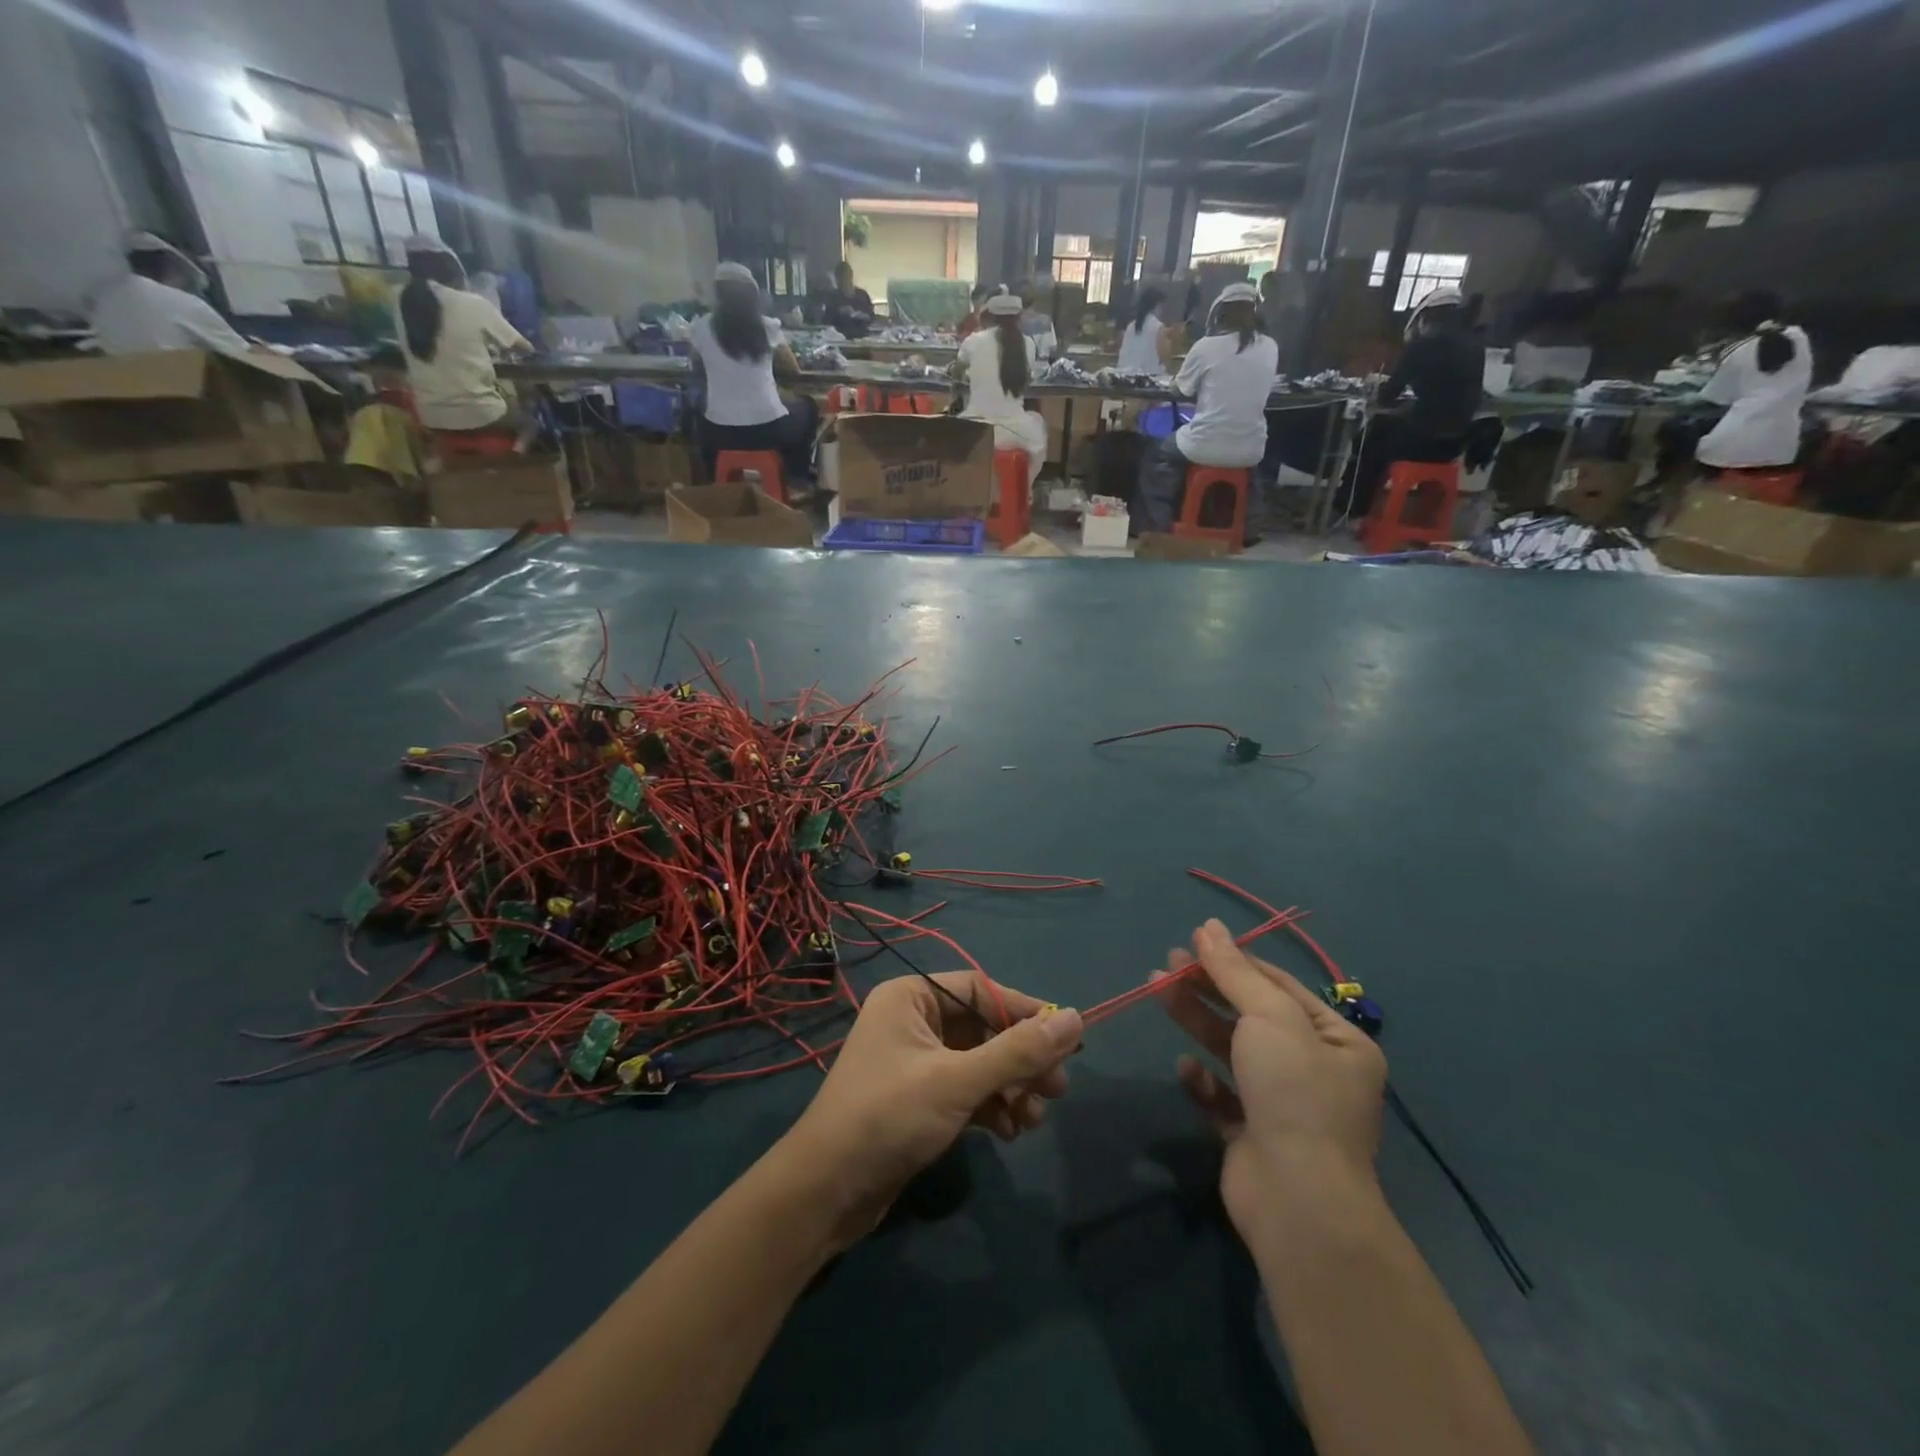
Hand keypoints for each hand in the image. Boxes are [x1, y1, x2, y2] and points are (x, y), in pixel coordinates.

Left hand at [783, 973, 1081, 1238]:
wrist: (826, 1192)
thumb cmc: (889, 1117)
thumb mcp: (958, 1081)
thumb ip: (1018, 1052)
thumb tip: (1077, 1020)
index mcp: (911, 997)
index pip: (980, 990)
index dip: (1023, 1012)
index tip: (1065, 1040)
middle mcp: (912, 1021)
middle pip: (982, 1028)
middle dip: (1020, 1059)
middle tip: (1058, 1089)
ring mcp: (914, 1062)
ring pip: (978, 1063)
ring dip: (1009, 1088)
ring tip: (1033, 1120)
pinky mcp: (917, 1100)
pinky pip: (965, 1090)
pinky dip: (990, 1106)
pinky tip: (1009, 1132)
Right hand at [1156, 920, 1386, 1229]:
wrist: (1297, 1200)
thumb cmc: (1294, 1093)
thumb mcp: (1268, 1017)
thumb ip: (1234, 971)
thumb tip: (1209, 926)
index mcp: (1338, 1041)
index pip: (1280, 986)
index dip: (1236, 960)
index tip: (1193, 941)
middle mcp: (1316, 1071)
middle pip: (1252, 1015)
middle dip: (1209, 987)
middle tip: (1166, 964)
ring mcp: (1284, 1106)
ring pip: (1233, 1051)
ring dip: (1197, 1020)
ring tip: (1157, 991)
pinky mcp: (1253, 1137)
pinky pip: (1224, 1097)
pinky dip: (1203, 1080)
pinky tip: (1184, 1067)